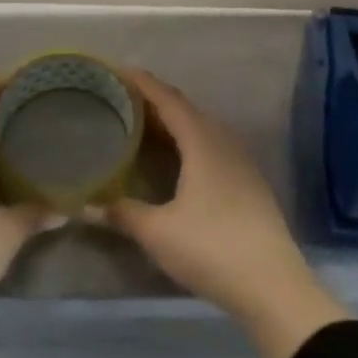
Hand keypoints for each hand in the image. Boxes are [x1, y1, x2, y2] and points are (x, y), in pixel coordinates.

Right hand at [105, 70, 349, 357]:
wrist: (273, 285)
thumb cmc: (212, 249)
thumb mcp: (158, 232)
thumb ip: (121, 213)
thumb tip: (83, 205)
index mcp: (202, 142)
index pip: (168, 99)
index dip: (142, 83)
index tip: (116, 71)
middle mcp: (224, 142)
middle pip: (185, 110)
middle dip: (153, 102)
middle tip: (120, 100)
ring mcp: (240, 162)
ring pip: (200, 129)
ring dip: (172, 124)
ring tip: (142, 127)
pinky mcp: (248, 183)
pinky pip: (211, 147)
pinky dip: (187, 143)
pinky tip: (175, 161)